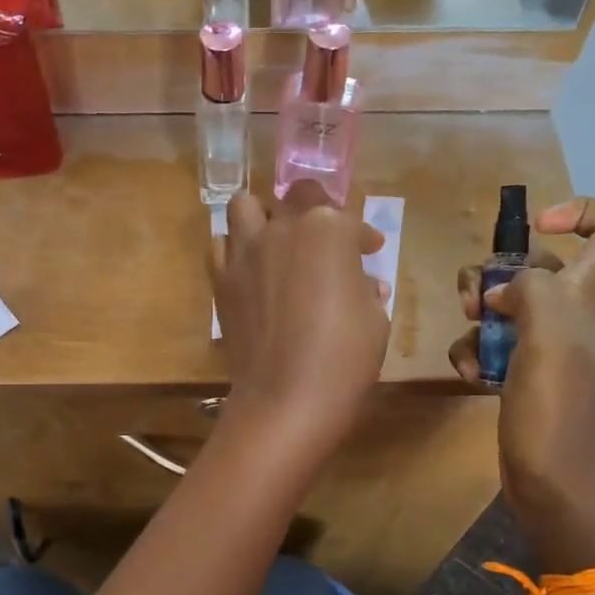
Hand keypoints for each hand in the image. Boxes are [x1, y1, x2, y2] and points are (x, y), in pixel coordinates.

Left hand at [213, 182, 390, 463]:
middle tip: (325, 239)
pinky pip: (221, 245)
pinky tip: (251, 269)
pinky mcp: (221, 278)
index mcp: (328, 230)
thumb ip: (366, 289)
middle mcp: (282, 228)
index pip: (350, 220)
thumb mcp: (374, 319)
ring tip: (278, 240)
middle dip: (316, 210)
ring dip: (264, 216)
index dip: (363, 236)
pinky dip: (235, 248)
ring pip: (246, 206)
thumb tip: (364, 284)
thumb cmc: (344, 357)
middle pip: (297, 197)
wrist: (286, 397)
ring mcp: (245, 251)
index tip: (371, 251)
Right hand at [450, 198, 594, 570]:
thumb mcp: (550, 337)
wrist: (559, 489)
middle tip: (476, 301)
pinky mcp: (521, 377)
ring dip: (477, 318)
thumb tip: (504, 290)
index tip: (537, 227)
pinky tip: (470, 377)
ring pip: (505, 306)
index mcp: (589, 298)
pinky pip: (491, 347)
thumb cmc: (559, 413)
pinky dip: (473, 355)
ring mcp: (544, 348)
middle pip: (538, 266)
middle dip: (496, 273)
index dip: (584, 213)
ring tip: (471, 347)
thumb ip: (531, 290)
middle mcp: (571, 316)